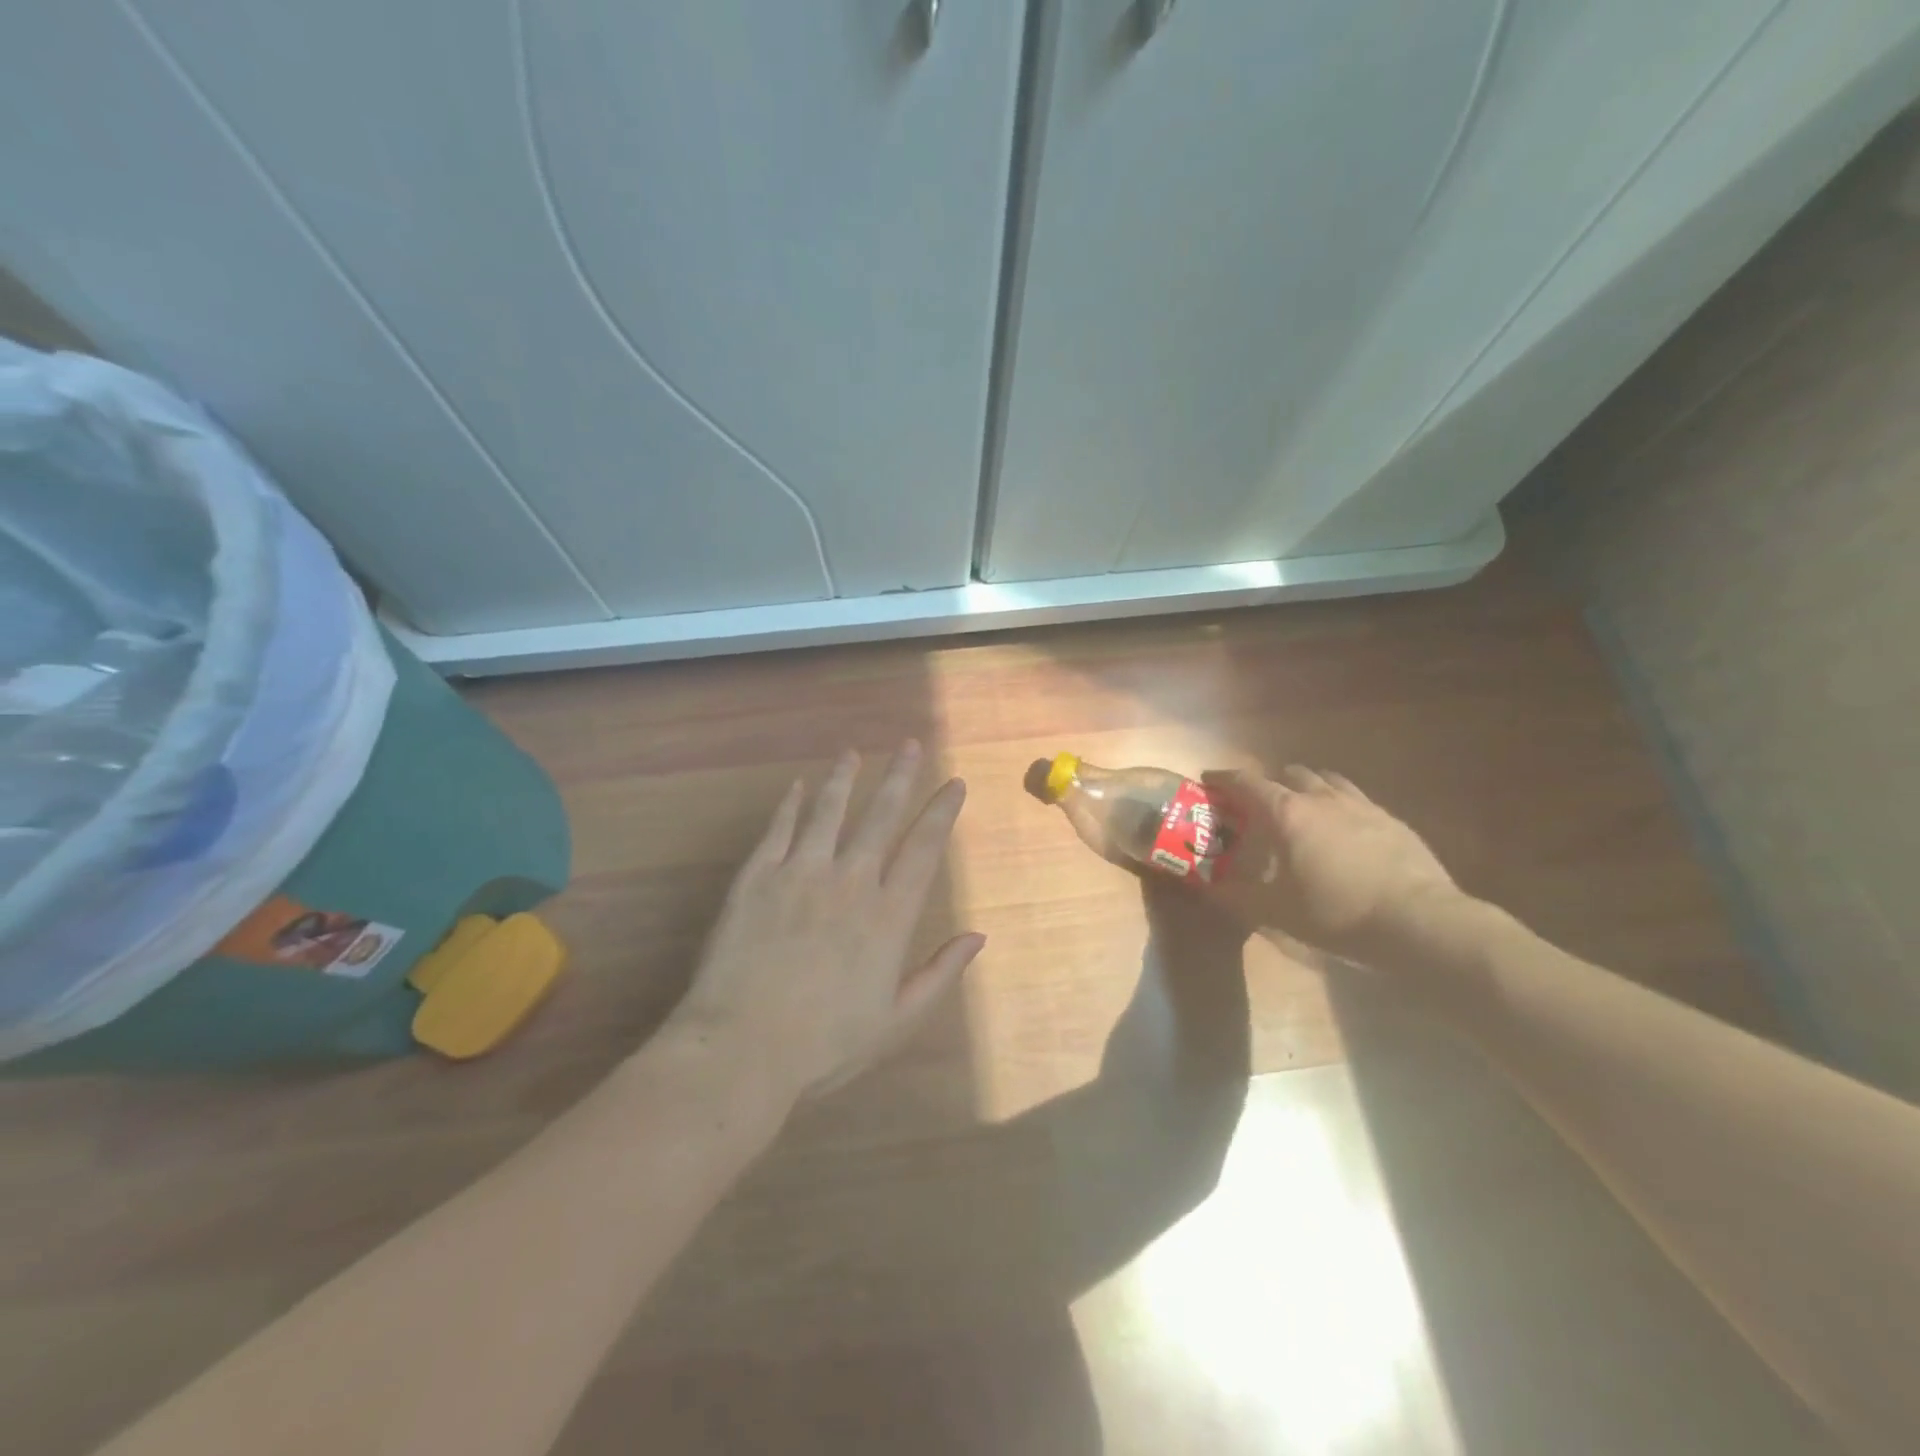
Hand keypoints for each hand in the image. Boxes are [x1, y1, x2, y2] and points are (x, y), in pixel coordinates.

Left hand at [668, 743, 983, 1103]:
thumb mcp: (897, 1021)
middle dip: (900, 777)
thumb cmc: (825, 1044)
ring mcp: (800, 874)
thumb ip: (940, 974)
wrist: (741, 1048)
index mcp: (888, 916)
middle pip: (880, 816)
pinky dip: (789, 805)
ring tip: (854, 753)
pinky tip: (796, 786)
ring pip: (828, 811)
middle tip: (911, 744)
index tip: (954, 783)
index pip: (924, 849)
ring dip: (844, 779)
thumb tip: (978, 937)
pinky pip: (778, 830)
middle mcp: (850, 881)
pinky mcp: (757, 878)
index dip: (941, 813)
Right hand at [1203, 765, 1462, 955]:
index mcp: (1287, 813)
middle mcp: (1321, 798)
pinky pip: (1357, 799)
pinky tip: (1345, 830)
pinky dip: (1340, 805)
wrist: (1418, 922)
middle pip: (1290, 774)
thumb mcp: (1275, 912)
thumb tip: (1208, 887)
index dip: (1224, 779)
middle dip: (1270, 783)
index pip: (1246, 783)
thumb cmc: (1336, 913)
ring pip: (1327, 780)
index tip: (1209, 781)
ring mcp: (1361, 806)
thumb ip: (1236, 896)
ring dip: (1308, 787)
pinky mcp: (1392, 820)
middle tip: (1260, 804)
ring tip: (1303, 808)